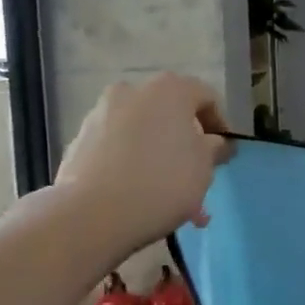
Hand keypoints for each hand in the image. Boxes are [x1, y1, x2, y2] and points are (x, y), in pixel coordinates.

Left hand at [55, 74, 232, 253]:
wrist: (93, 214)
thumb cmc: (163, 182)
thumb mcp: (205, 167)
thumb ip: (215, 148)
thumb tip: (215, 142)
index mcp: (169, 89)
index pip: (206, 98)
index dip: (221, 126)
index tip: (224, 156)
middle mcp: (132, 91)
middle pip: (171, 116)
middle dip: (187, 146)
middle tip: (198, 177)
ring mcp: (100, 115)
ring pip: (143, 135)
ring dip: (161, 159)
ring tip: (171, 199)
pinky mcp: (79, 141)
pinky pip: (118, 150)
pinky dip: (133, 166)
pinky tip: (142, 198)